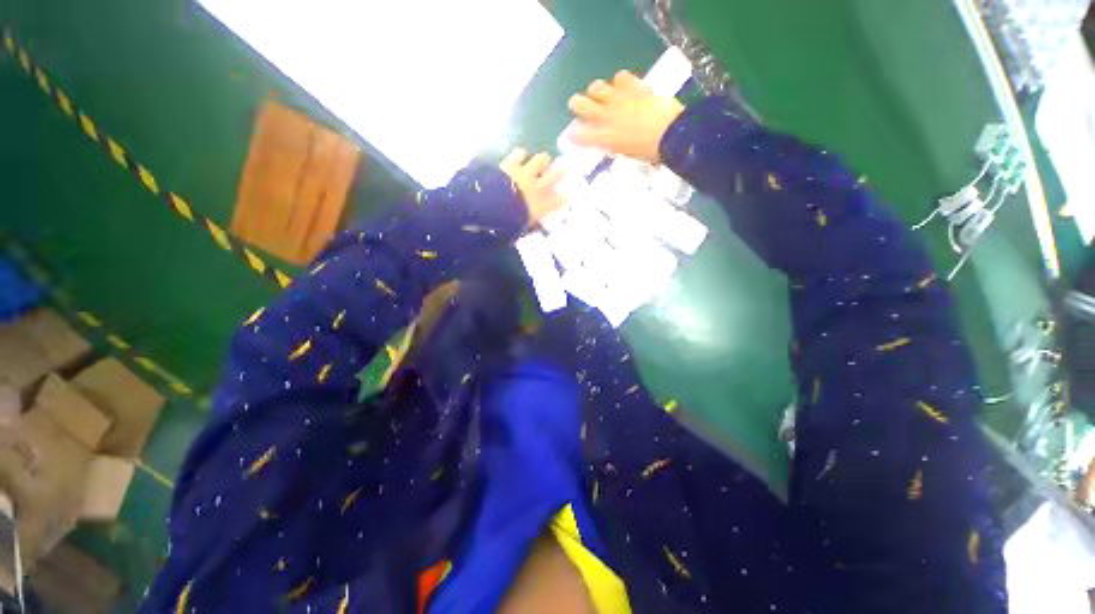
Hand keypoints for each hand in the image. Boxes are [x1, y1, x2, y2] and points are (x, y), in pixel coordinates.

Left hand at [500, 148, 566, 225]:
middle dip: (560, 171)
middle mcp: (537, 188)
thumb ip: (529, 222)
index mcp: (540, 207)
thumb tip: (531, 222)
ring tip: (537, 161)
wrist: (489, 207)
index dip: (563, 197)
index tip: (565, 195)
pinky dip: (520, 155)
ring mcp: (525, 174)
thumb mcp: (521, 227)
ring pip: (540, 160)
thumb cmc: (505, 223)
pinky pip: (519, 153)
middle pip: (555, 175)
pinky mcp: (511, 163)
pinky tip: (518, 155)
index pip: (559, 200)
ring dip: (540, 160)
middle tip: (562, 167)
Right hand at [568, 70, 684, 164]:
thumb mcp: (628, 153)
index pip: (581, 135)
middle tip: (576, 104)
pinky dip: (620, 81)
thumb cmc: (650, 152)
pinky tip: (623, 84)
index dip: (573, 134)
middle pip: (581, 105)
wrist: (671, 134)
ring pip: (597, 87)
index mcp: (605, 138)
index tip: (570, 134)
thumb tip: (612, 141)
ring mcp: (620, 100)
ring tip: (601, 93)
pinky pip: (621, 77)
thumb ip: (616, 144)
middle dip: (576, 104)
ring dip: (596, 90)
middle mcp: (607, 117)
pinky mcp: (634, 87)